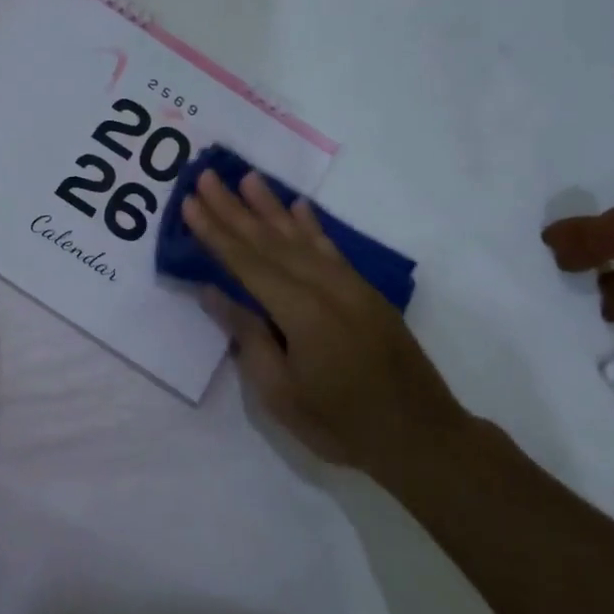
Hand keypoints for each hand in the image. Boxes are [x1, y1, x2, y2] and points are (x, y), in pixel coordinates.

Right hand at [181, 170, 462, 476]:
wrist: (422, 437)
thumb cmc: (341, 425)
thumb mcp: (281, 393)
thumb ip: (248, 337)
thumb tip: (213, 292)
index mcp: (301, 312)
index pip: (246, 263)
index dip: (215, 232)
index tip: (191, 202)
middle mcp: (325, 287)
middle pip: (270, 241)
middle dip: (234, 209)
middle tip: (206, 176)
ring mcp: (350, 286)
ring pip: (301, 237)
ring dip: (270, 206)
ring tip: (247, 177)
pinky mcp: (366, 292)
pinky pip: (331, 249)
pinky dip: (311, 226)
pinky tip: (298, 206)